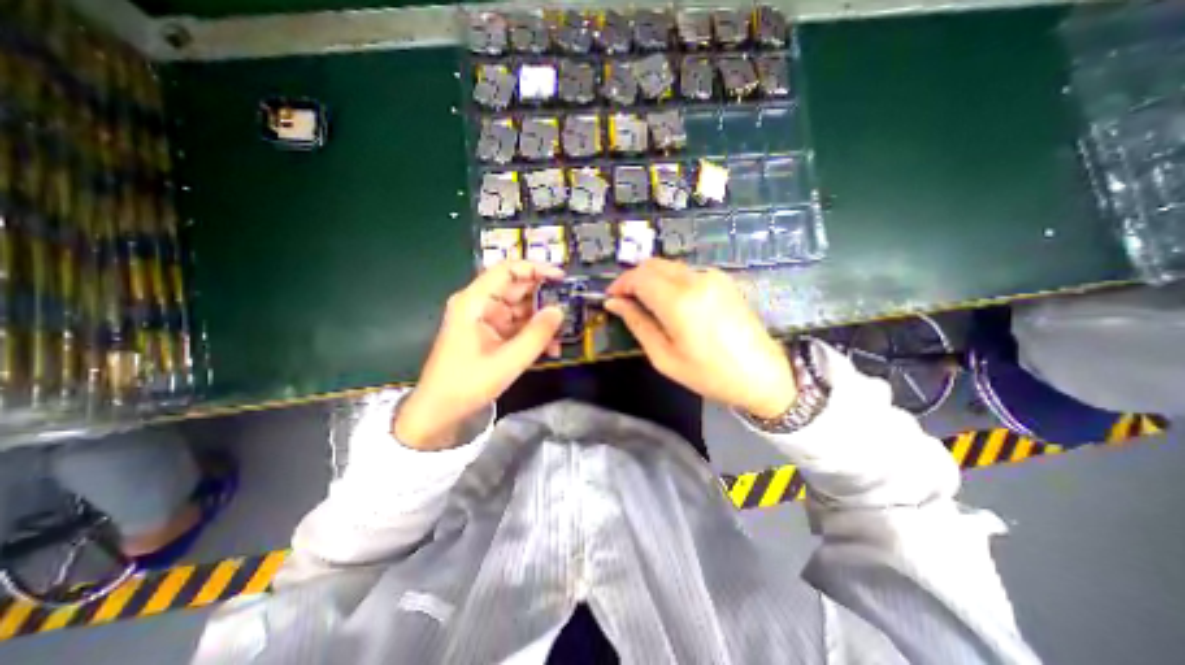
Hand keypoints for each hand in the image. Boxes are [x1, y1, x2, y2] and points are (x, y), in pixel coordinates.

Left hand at [396, 263, 565, 447]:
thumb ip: (536, 334)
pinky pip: (518, 326)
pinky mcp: (491, 335)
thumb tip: (560, 310)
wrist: (440, 412)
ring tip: (563, 334)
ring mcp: (486, 320)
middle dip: (545, 299)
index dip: (536, 269)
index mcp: (475, 302)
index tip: (562, 278)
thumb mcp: (508, 361)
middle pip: (517, 289)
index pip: (507, 271)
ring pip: (521, 309)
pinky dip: (534, 334)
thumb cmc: (467, 384)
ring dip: (542, 321)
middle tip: (570, 308)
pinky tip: (551, 348)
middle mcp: (480, 305)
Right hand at [611, 257, 794, 416]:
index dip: (620, 284)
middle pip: (653, 265)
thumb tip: (615, 303)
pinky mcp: (723, 280)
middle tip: (626, 302)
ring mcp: (713, 277)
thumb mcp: (665, 357)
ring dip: (652, 279)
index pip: (639, 277)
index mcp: (679, 301)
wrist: (763, 375)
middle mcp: (696, 280)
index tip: (611, 298)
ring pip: (669, 266)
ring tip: (646, 305)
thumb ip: (638, 324)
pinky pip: (686, 272)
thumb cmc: (710, 374)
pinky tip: (672, 304)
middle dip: (634, 279)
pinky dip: (670, 281)